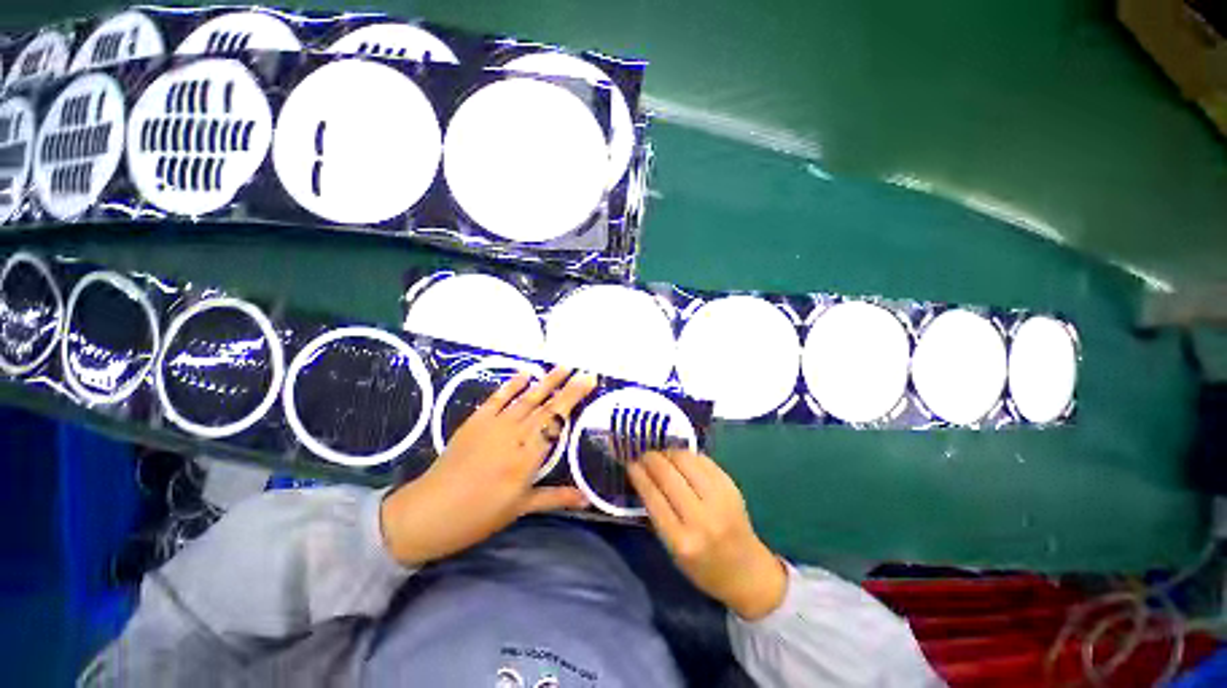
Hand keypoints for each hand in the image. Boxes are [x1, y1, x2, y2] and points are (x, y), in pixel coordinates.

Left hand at [380, 367, 596, 566]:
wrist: (435, 507)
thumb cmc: (481, 514)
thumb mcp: (520, 508)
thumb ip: (554, 498)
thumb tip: (587, 498)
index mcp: (527, 458)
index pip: (556, 422)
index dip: (573, 400)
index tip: (589, 381)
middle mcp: (512, 435)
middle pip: (542, 406)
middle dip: (564, 388)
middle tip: (584, 371)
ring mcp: (490, 426)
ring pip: (522, 399)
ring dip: (542, 382)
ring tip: (560, 367)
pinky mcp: (472, 423)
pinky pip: (496, 399)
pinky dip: (510, 386)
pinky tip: (523, 376)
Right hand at [628, 450, 786, 620]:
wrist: (746, 571)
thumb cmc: (703, 569)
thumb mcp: (673, 553)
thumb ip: (659, 521)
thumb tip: (645, 485)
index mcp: (680, 541)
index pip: (654, 499)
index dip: (640, 477)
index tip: (630, 465)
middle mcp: (701, 518)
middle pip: (670, 478)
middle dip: (653, 461)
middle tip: (642, 455)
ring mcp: (721, 502)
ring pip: (690, 465)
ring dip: (672, 454)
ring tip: (661, 454)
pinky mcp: (734, 491)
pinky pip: (709, 466)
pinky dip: (692, 457)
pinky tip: (683, 457)